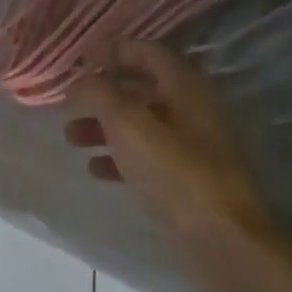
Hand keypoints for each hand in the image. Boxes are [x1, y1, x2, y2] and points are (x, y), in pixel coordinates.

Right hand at [66, 41, 276, 242]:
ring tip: (71, 138)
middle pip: (140, 88)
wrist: (223, 241)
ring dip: (104, 126)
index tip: (79, 61)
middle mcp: (192, 108)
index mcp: (184, 85)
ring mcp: (192, 145)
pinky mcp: (188, 179)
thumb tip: (79, 82)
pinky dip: (119, 157)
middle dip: (101, 93)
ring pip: (140, 124)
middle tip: (68, 103)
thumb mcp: (128, 125)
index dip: (111, 50)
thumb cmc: (174, 172)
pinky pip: (147, 157)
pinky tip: (95, 169)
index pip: (146, 50)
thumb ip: (98, 94)